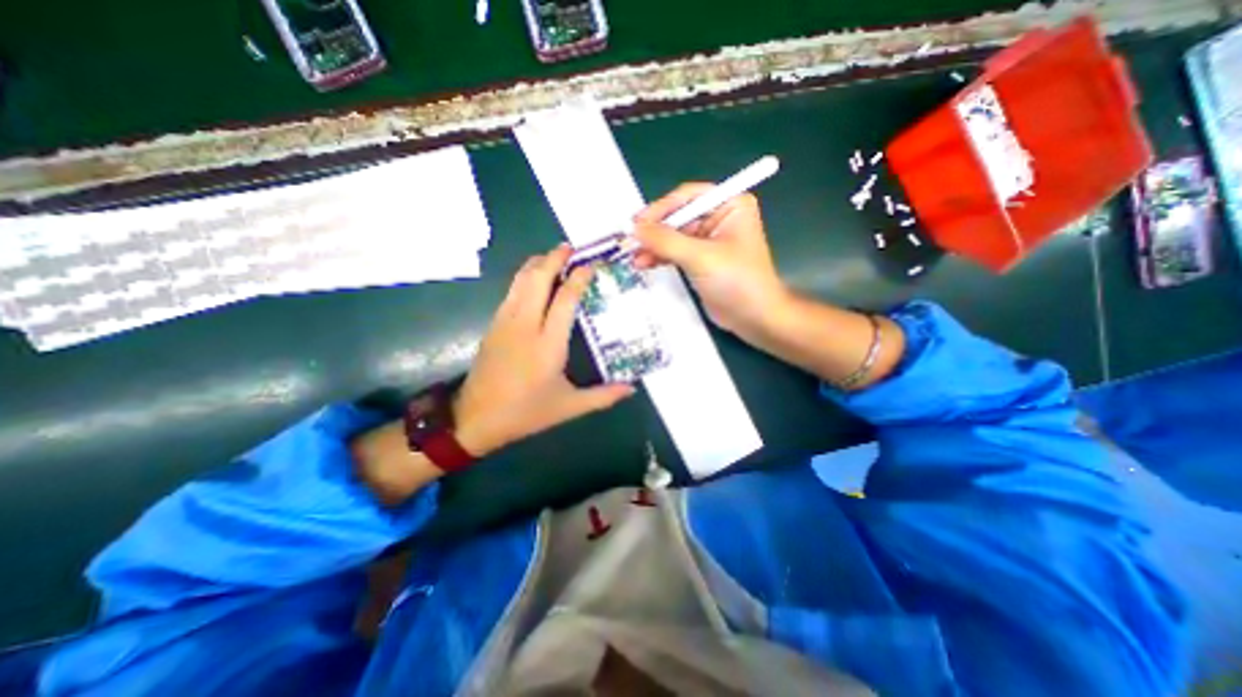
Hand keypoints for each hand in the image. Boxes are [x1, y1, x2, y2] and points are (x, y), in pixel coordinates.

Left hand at [452, 244, 635, 458]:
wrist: (475, 418)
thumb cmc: (526, 413)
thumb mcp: (569, 408)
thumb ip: (603, 396)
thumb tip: (632, 389)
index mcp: (548, 344)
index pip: (565, 299)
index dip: (580, 277)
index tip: (592, 265)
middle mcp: (526, 325)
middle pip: (538, 279)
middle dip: (554, 258)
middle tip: (570, 247)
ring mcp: (505, 322)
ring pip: (520, 280)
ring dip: (537, 263)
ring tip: (553, 255)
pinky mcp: (494, 325)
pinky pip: (511, 291)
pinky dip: (524, 277)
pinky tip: (533, 278)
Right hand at [635, 185, 788, 338]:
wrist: (754, 318)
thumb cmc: (736, 281)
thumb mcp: (700, 257)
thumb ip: (666, 241)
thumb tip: (635, 228)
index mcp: (729, 205)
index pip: (687, 197)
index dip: (660, 208)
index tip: (636, 223)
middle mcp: (719, 217)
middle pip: (678, 216)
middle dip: (654, 231)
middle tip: (629, 242)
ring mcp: (709, 240)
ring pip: (673, 236)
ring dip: (654, 246)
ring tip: (634, 257)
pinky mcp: (701, 260)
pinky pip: (675, 252)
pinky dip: (660, 257)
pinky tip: (644, 264)